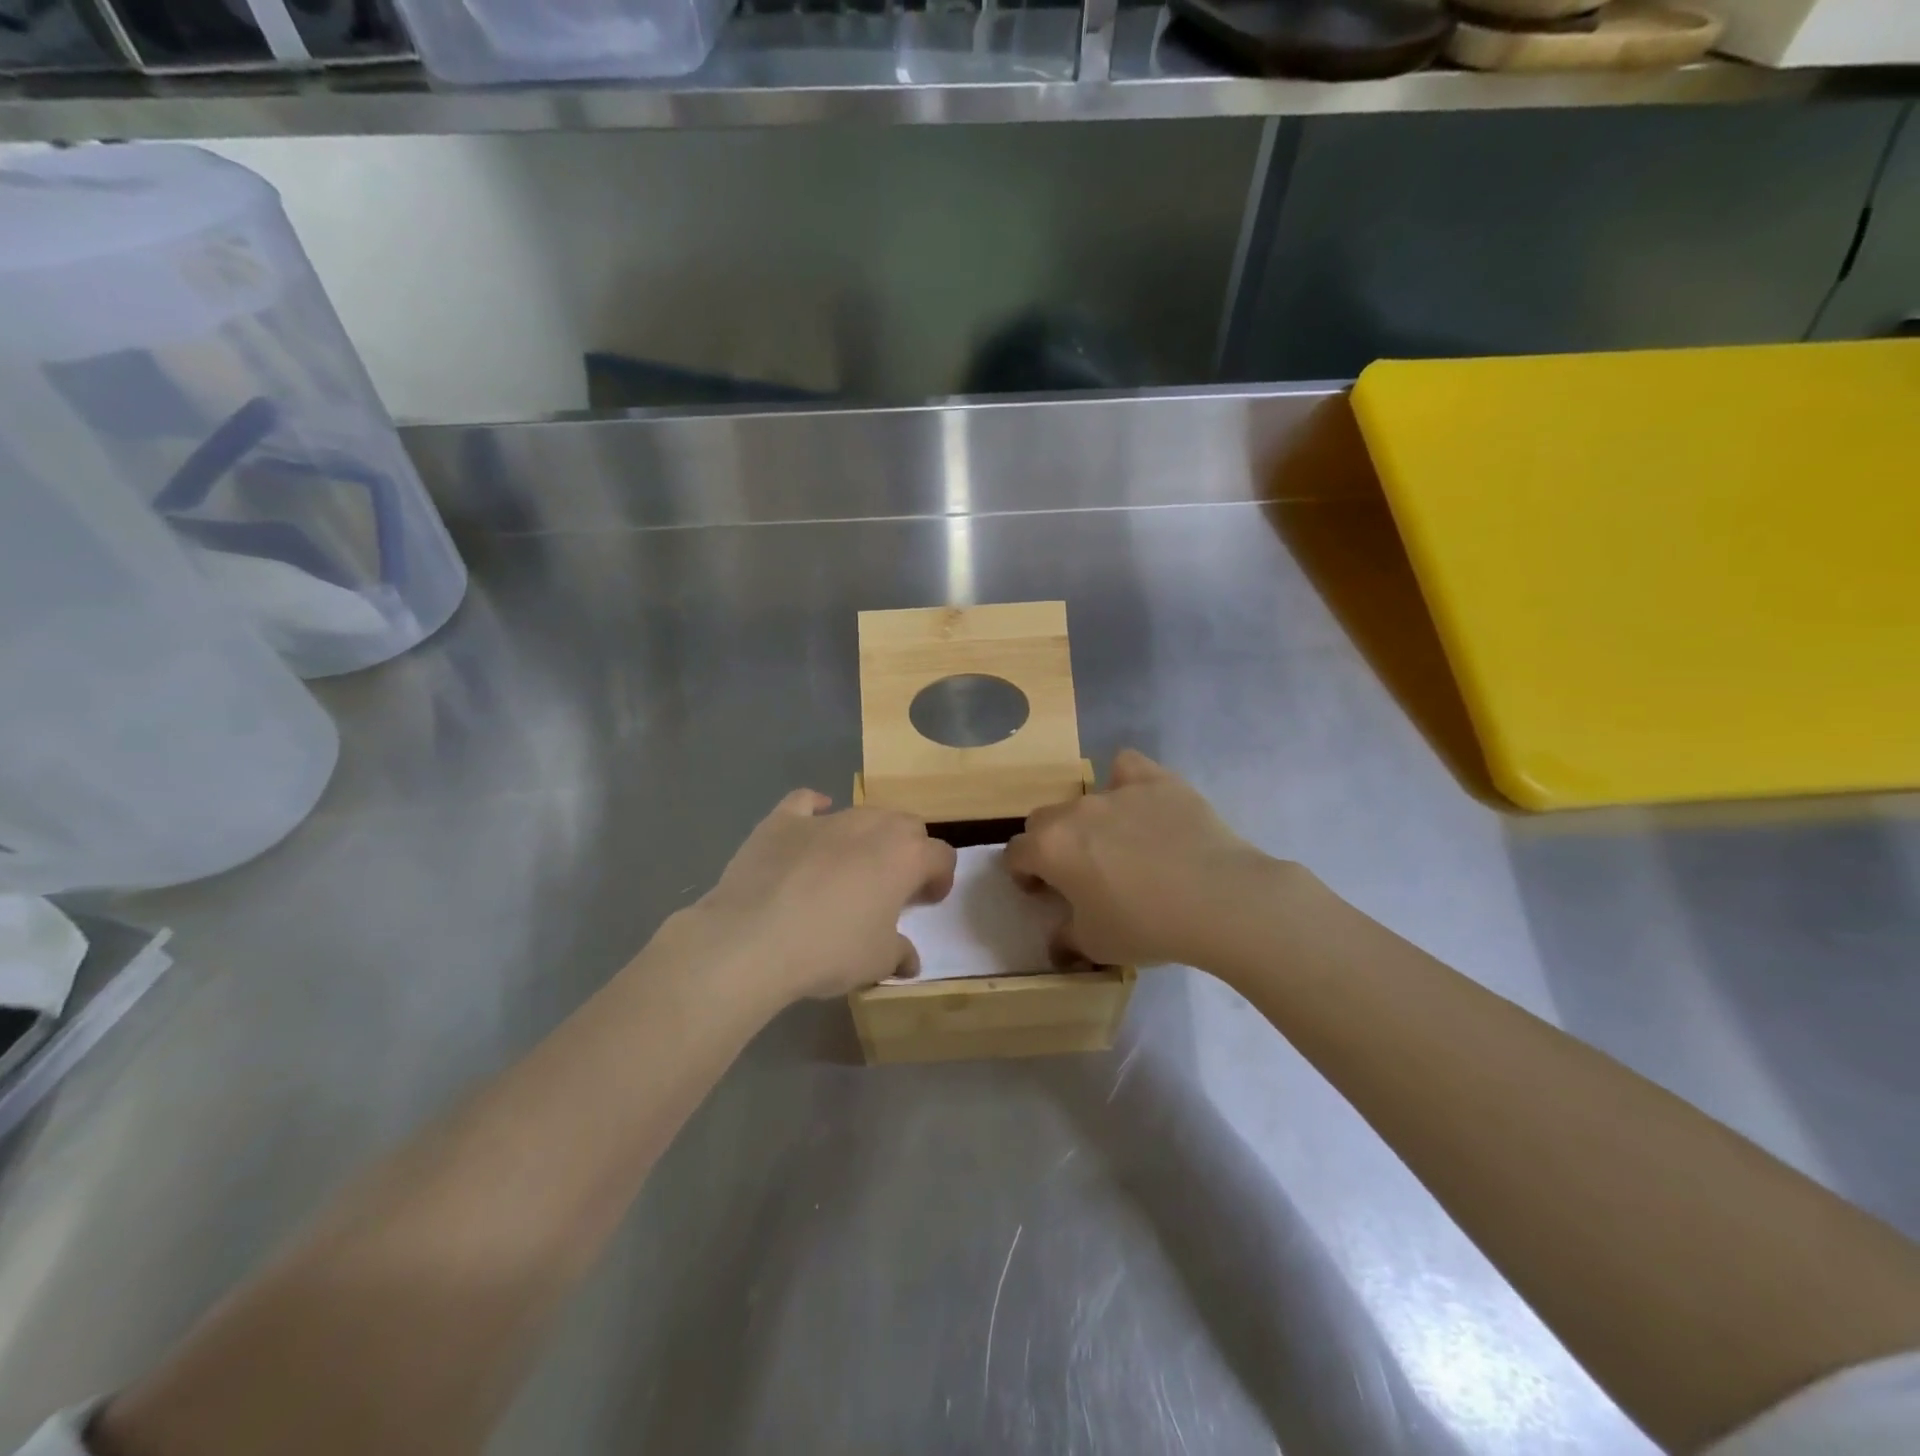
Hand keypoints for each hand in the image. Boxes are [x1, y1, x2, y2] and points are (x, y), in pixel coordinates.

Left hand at [678, 790, 956, 1003]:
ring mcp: (825, 819)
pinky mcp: (782, 821)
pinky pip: (804, 803)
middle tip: (892, 885)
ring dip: (866, 836)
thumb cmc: (829, 949)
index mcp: (905, 856)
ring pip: (861, 814)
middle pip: (906, 826)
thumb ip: (899, 953)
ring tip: (850, 868)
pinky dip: (813, 810)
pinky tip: (811, 822)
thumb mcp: (876, 961)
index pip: (941, 856)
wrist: (753, 940)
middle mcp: (871, 826)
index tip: (926, 901)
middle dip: (907, 851)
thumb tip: (909, 960)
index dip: (940, 878)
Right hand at [1006, 750, 1284, 968]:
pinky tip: (1140, 802)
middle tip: (1077, 871)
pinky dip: (1126, 781)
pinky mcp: (1156, 780)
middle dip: (1050, 843)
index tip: (1041, 892)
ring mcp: (1116, 791)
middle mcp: (1075, 811)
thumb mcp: (1095, 946)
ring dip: (1088, 819)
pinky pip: (1127, 766)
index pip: (1015, 853)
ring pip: (1084, 796)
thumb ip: (1065, 938)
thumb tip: (1058, 940)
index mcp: (1050, 848)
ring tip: (1117, 843)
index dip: (1023, 873)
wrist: (1218, 900)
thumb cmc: (1147, 926)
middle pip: (1043, 819)